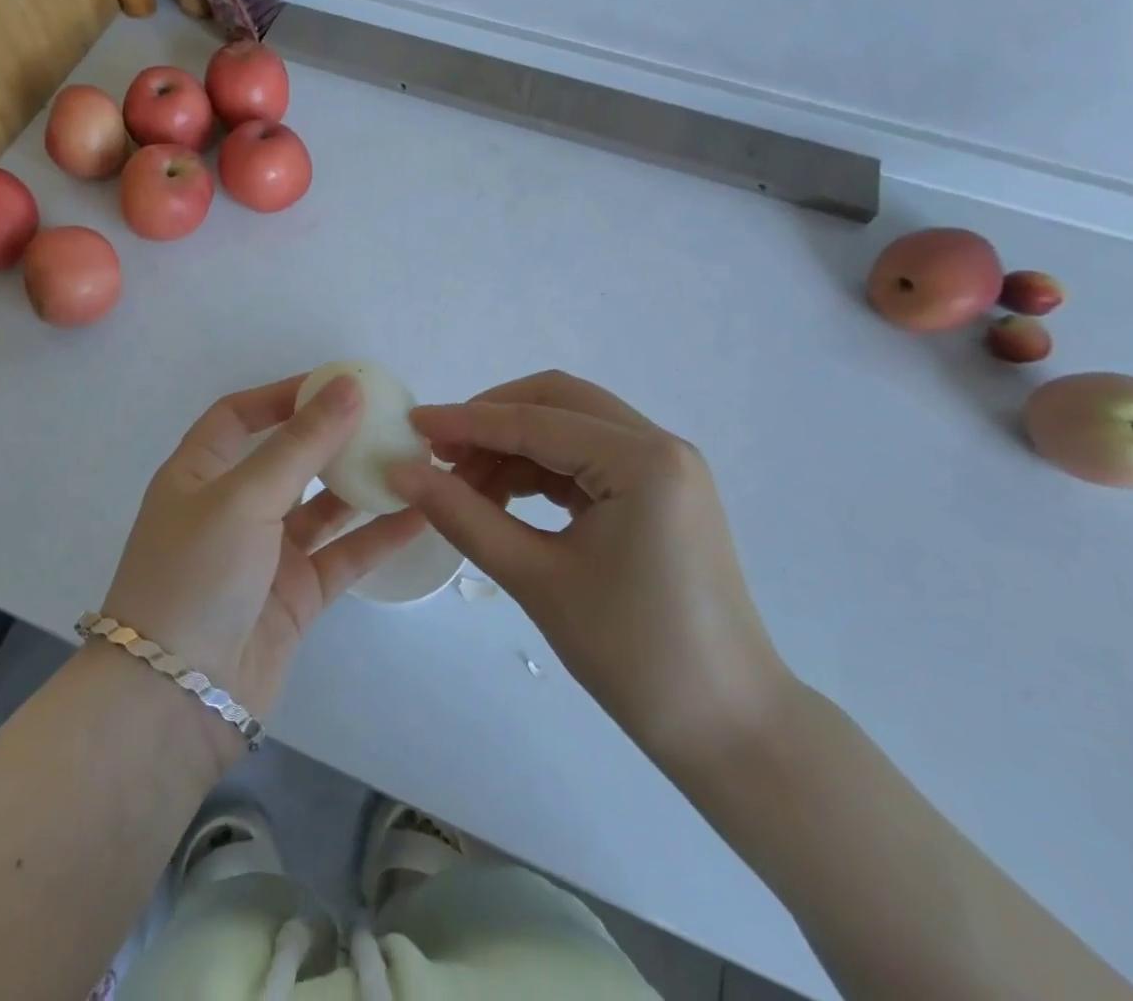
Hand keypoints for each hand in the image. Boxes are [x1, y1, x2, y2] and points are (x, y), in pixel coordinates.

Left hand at [103, 373, 425, 741]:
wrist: (177, 698)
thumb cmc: (196, 575)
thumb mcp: (244, 497)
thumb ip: (301, 444)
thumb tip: (347, 387)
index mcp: (198, 474)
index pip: (238, 416)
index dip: (282, 395)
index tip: (335, 383)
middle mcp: (231, 508)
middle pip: (287, 458)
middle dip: (331, 438)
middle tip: (385, 418)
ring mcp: (266, 553)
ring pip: (322, 507)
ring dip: (362, 485)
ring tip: (412, 458)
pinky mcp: (296, 595)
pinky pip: (343, 554)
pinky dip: (377, 535)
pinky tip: (420, 513)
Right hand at [387, 371, 791, 763]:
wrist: (731, 730)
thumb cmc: (634, 656)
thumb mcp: (537, 579)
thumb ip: (463, 516)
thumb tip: (401, 474)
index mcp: (642, 460)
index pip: (535, 421)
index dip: (466, 421)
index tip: (411, 426)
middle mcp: (660, 445)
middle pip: (557, 401)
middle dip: (492, 420)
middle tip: (440, 454)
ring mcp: (667, 467)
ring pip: (571, 426)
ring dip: (514, 445)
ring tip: (464, 486)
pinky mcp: (662, 492)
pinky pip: (588, 457)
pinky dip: (541, 468)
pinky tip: (503, 496)